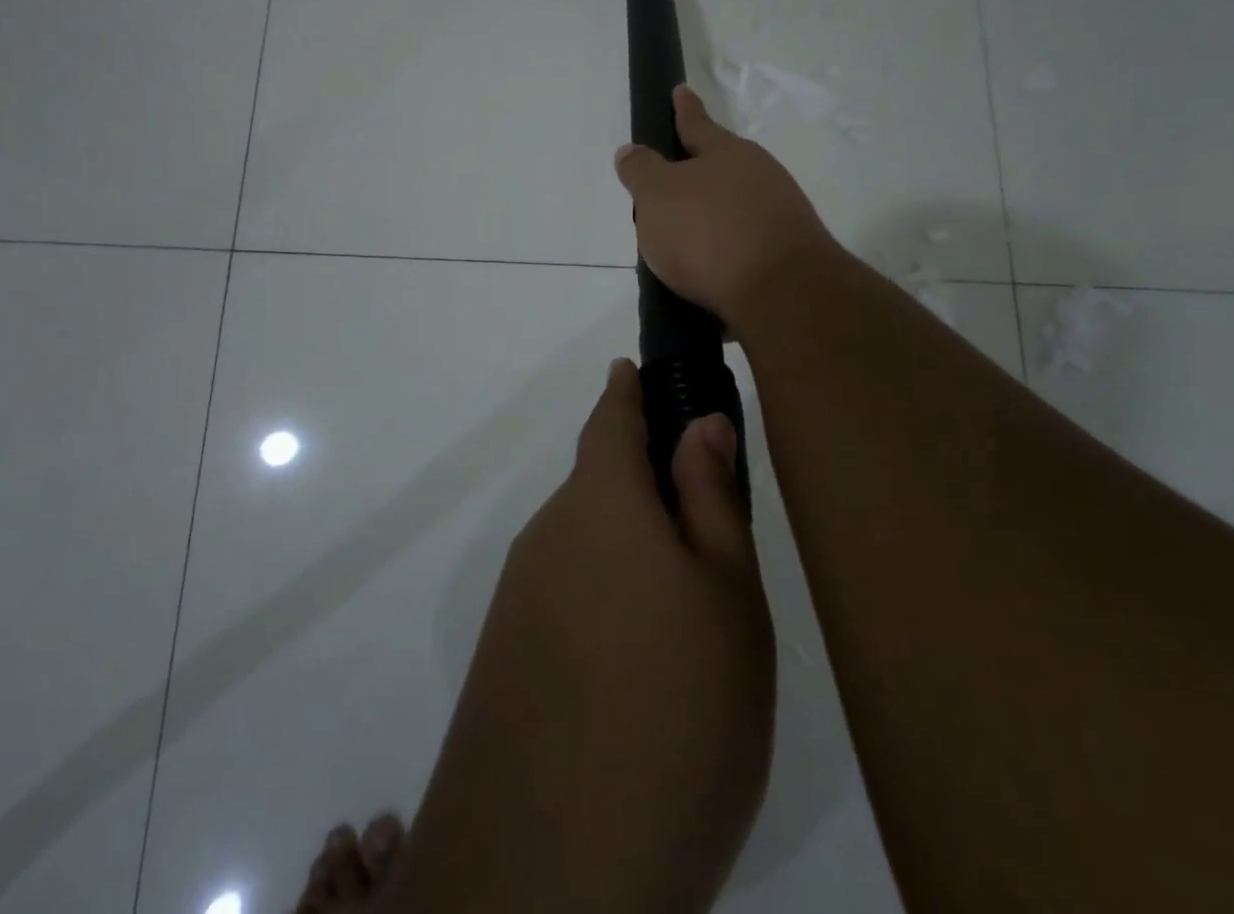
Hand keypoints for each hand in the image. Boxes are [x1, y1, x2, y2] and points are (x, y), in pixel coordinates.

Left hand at [388, 361, 774, 913]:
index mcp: (599, 500)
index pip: (610, 415)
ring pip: (586, 540)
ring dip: (629, 546)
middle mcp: (548, 532)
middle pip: (600, 480)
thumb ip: (710, 497)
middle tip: (708, 516)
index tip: (643, 370)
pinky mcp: (507, 653)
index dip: (629, 388)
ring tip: (687, 600)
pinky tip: (640, 660)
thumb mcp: (726, 596)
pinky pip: (566, 592)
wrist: (548, 870)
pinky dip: (606, 595)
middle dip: (646, 479)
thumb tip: (698, 421)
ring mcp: (520, 594)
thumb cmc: (673, 710)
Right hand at [615, 85, 840, 326]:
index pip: (696, 123)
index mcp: (727, 153)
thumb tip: (632, 152)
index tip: (680, 90)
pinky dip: (726, 258)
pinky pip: (746, 249)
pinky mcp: (790, 257)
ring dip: (711, 223)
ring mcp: (781, 217)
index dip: (683, 108)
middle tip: (668, 190)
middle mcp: (761, 177)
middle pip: (720, 170)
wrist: (782, 294)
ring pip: (735, 211)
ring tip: (681, 249)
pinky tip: (708, 280)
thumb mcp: (656, 195)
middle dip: (696, 176)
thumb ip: (641, 171)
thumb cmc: (708, 232)